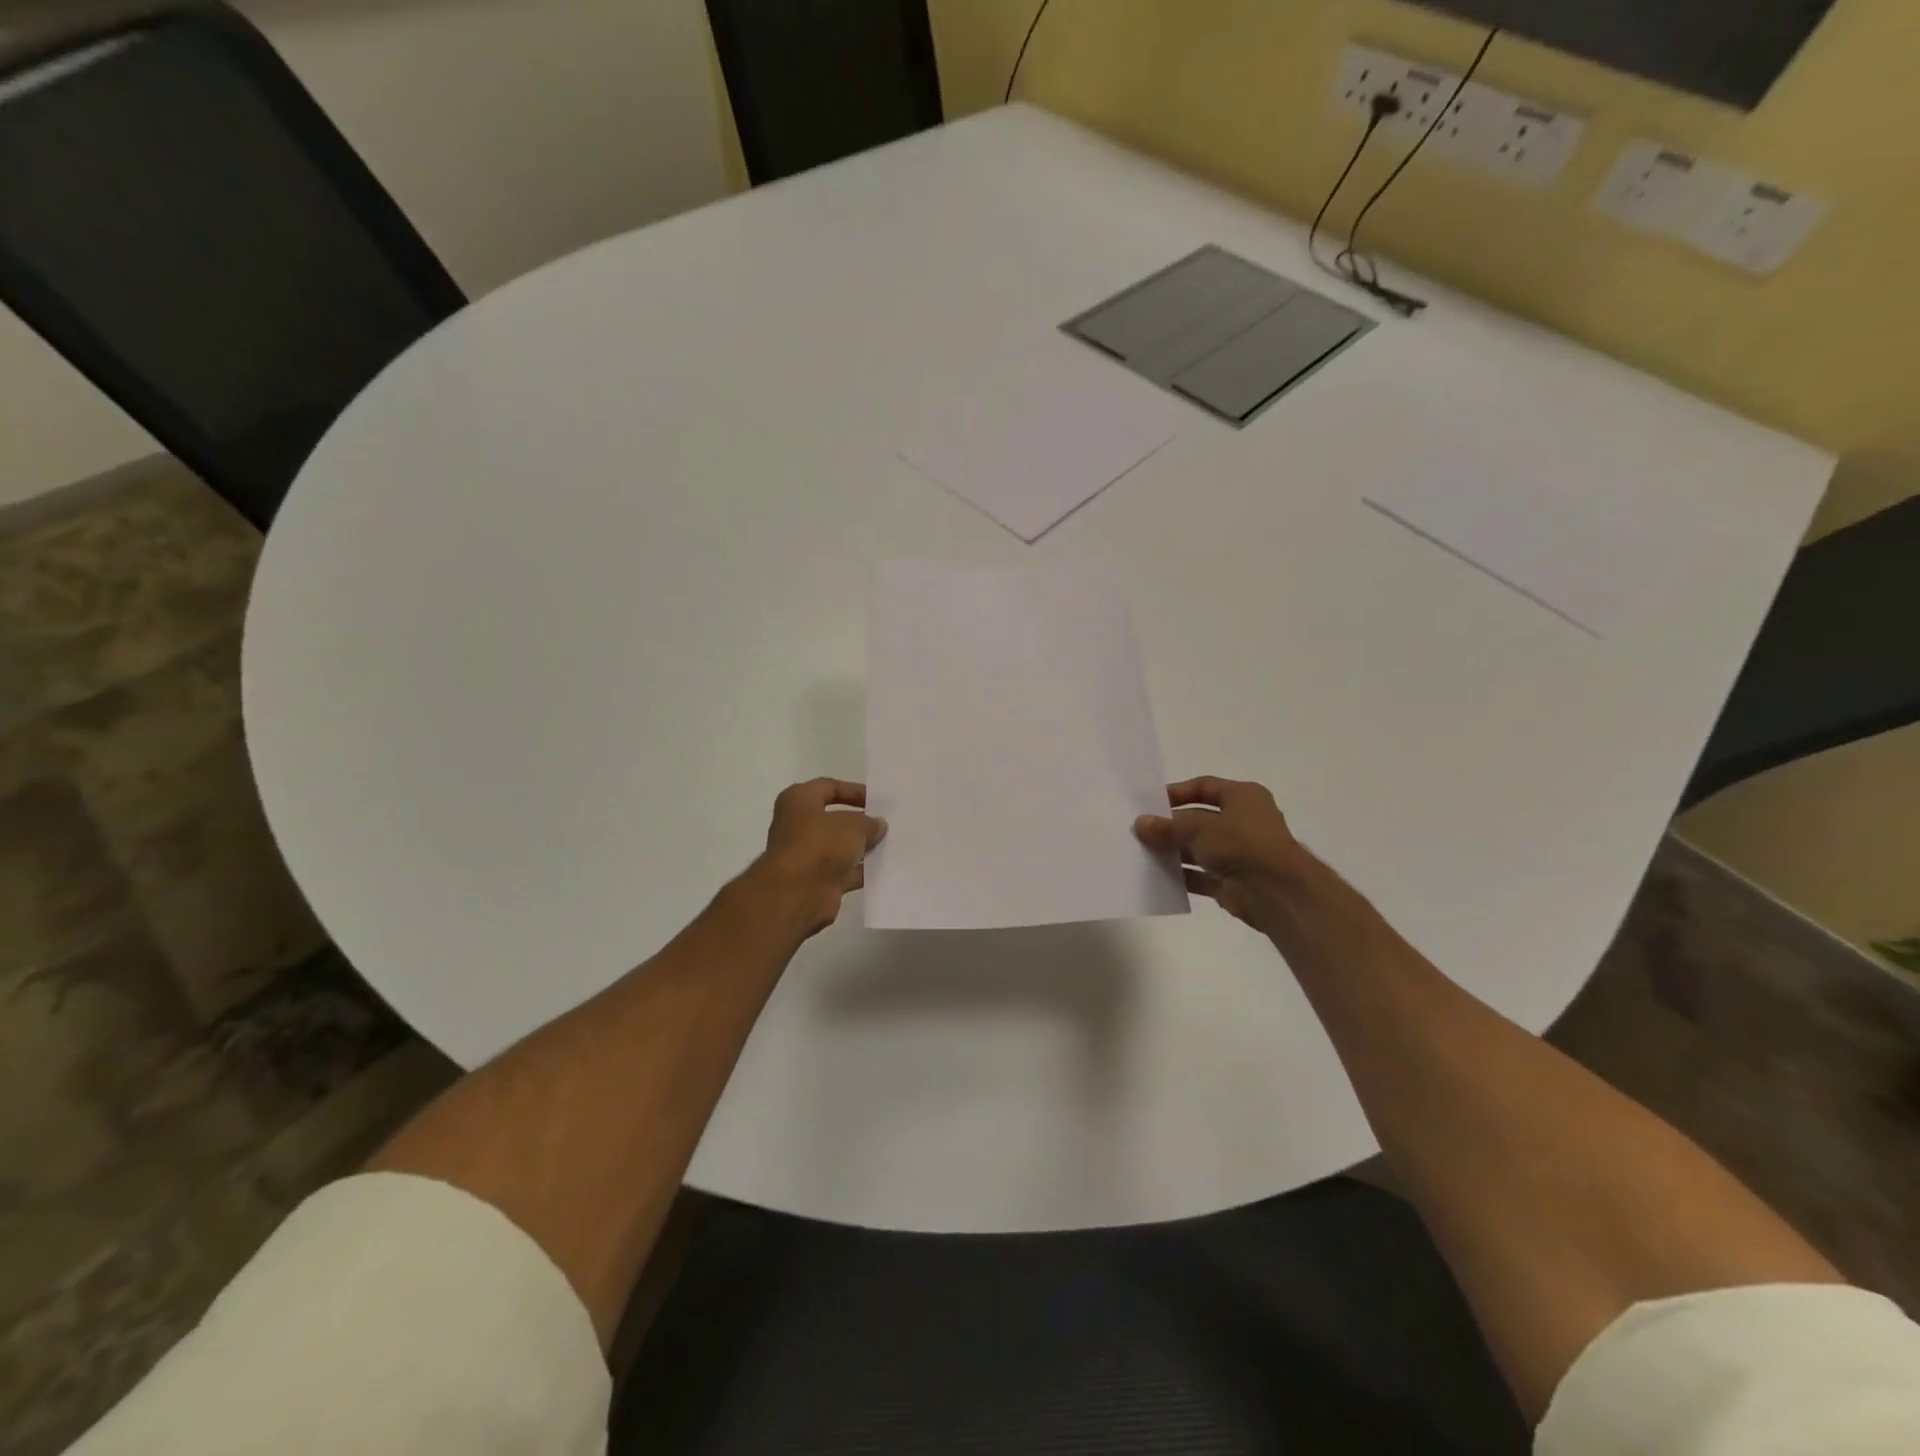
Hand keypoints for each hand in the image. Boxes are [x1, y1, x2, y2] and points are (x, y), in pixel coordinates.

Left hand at [752, 779, 887, 938]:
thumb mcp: (853, 825)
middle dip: (861, 822)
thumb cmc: (820, 844)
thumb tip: (878, 825)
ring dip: (863, 848)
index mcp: (799, 801)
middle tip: (889, 822)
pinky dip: (862, 871)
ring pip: (841, 847)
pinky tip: (885, 869)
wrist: (797, 893)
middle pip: (835, 819)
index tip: (878, 800)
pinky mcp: (817, 881)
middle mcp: (798, 826)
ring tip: (892, 845)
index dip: (854, 791)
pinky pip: (844, 871)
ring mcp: (807, 855)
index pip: (829, 787)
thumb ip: (869, 823)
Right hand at [1134, 777, 1310, 936]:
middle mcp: (1243, 822)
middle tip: (1141, 830)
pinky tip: (1158, 875)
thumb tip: (1140, 824)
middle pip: (1199, 819)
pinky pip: (1202, 875)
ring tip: (1143, 852)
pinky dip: (1183, 875)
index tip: (1150, 802)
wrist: (1276, 892)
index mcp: (1243, 797)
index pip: (1204, 787)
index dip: (1177, 793)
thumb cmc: (1241, 843)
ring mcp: (1239, 853)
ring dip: (1174, 851)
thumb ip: (1167, 827)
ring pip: (1199, 848)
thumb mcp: (1198, 828)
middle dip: (1171, 826)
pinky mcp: (1233, 882)